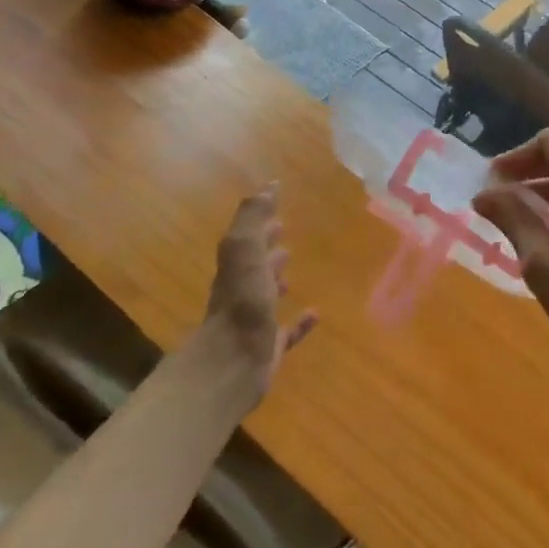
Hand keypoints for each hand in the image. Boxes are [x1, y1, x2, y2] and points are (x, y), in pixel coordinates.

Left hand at [202, 187, 315, 397]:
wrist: (232, 363)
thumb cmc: (241, 302)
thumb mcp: (244, 250)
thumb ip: (253, 218)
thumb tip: (268, 185)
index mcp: (236, 267)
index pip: (248, 237)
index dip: (260, 221)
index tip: (276, 202)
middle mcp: (242, 291)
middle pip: (255, 264)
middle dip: (268, 247)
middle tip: (284, 230)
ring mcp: (255, 320)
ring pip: (267, 295)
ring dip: (277, 280)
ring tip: (293, 269)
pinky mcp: (269, 347)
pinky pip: (287, 330)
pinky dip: (300, 323)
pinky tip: (316, 314)